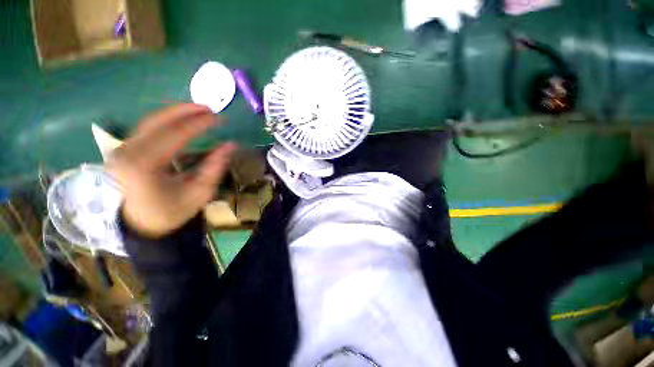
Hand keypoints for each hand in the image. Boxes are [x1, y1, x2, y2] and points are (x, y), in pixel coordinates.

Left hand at [107, 104, 236, 237]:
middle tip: (209, 108)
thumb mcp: (200, 192)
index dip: (199, 124)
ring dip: (175, 112)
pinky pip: (146, 128)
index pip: (174, 135)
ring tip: (198, 110)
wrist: (144, 224)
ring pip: (150, 121)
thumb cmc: (173, 211)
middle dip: (185, 111)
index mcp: (144, 166)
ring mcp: (122, 150)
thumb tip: (231, 145)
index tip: (219, 118)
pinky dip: (166, 120)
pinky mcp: (124, 149)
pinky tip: (180, 119)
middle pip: (157, 121)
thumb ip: (215, 166)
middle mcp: (127, 153)